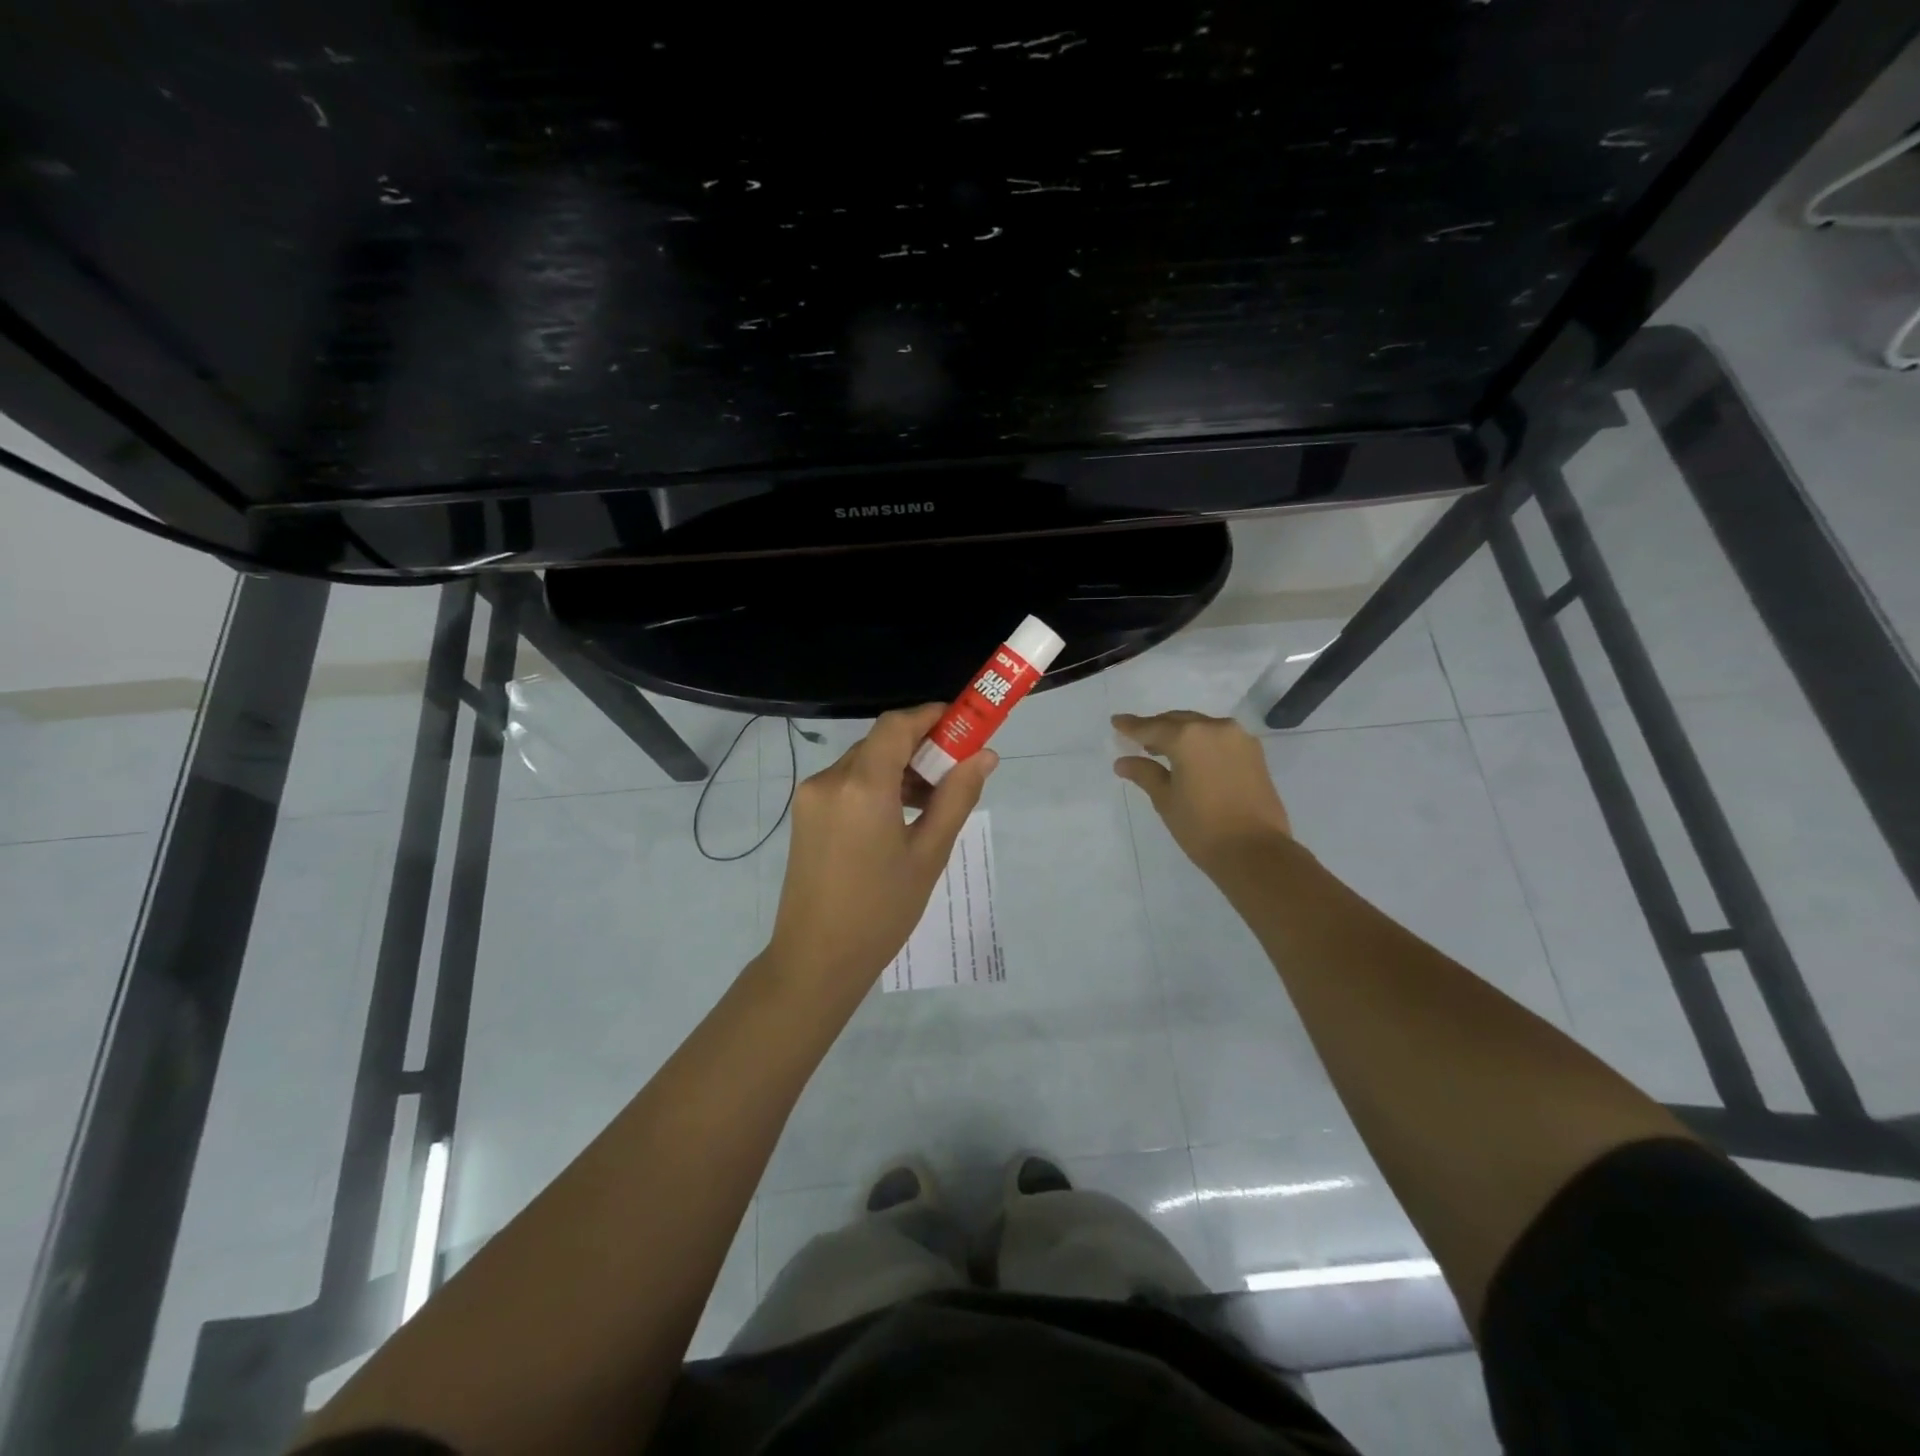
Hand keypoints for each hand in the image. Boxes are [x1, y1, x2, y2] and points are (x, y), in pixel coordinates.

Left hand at [763, 705, 996, 997]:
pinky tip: (900, 815)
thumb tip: (984, 756)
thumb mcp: (928, 854)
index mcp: (862, 786)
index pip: (897, 725)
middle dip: (920, 747)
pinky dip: (877, 786)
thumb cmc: (881, 911)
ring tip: (933, 802)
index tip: (963, 726)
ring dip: (899, 769)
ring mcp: (811, 796)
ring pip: (863, 762)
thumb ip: (956, 797)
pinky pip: (847, 783)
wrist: (816, 959)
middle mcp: (830, 779)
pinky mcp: (805, 814)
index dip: (931, 717)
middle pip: (880, 742)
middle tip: (956, 771)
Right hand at [1112, 711, 1293, 873]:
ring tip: (1162, 749)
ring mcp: (1238, 738)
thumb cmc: (1202, 828)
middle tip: (1138, 738)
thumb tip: (1123, 762)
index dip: (1131, 726)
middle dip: (1157, 728)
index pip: (1151, 727)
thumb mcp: (1166, 800)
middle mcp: (1214, 728)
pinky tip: (1191, 757)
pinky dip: (1201, 742)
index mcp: (1188, 737)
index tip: (1116, 722)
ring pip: (1200, 727)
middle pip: (1178, 721)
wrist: (1255, 852)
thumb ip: (1144, 773)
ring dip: (1181, 734)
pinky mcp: (1254, 753)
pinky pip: (1219, 738)